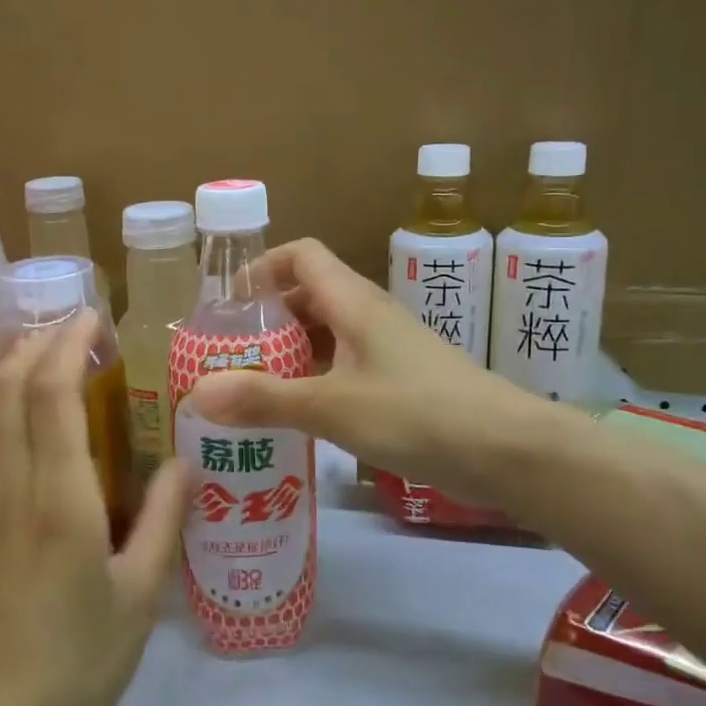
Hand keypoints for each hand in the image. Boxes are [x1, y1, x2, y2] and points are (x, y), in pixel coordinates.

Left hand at [0, 311, 189, 705]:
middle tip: (71, 324)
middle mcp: (10, 488)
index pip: (52, 394)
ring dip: (9, 366)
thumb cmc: (79, 666)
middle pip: (5, 387)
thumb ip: (164, 521)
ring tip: (42, 346)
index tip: (91, 316)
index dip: (68, 343)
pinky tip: (24, 411)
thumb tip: (182, 462)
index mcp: (58, 501)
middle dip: (34, 341)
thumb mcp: (141, 597)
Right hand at [187, 239, 546, 507]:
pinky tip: (300, 416)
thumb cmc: (416, 413)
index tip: (228, 304)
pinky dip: (317, 380)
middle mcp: (370, 315)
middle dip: (267, 320)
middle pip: (309, 296)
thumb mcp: (332, 407)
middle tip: (229, 356)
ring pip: (328, 335)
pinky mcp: (402, 381)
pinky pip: (347, 366)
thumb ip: (265, 400)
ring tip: (253, 389)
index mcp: (354, 302)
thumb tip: (197, 393)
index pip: (301, 255)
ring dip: (290, 354)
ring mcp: (389, 349)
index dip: (262, 268)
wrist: (508, 450)